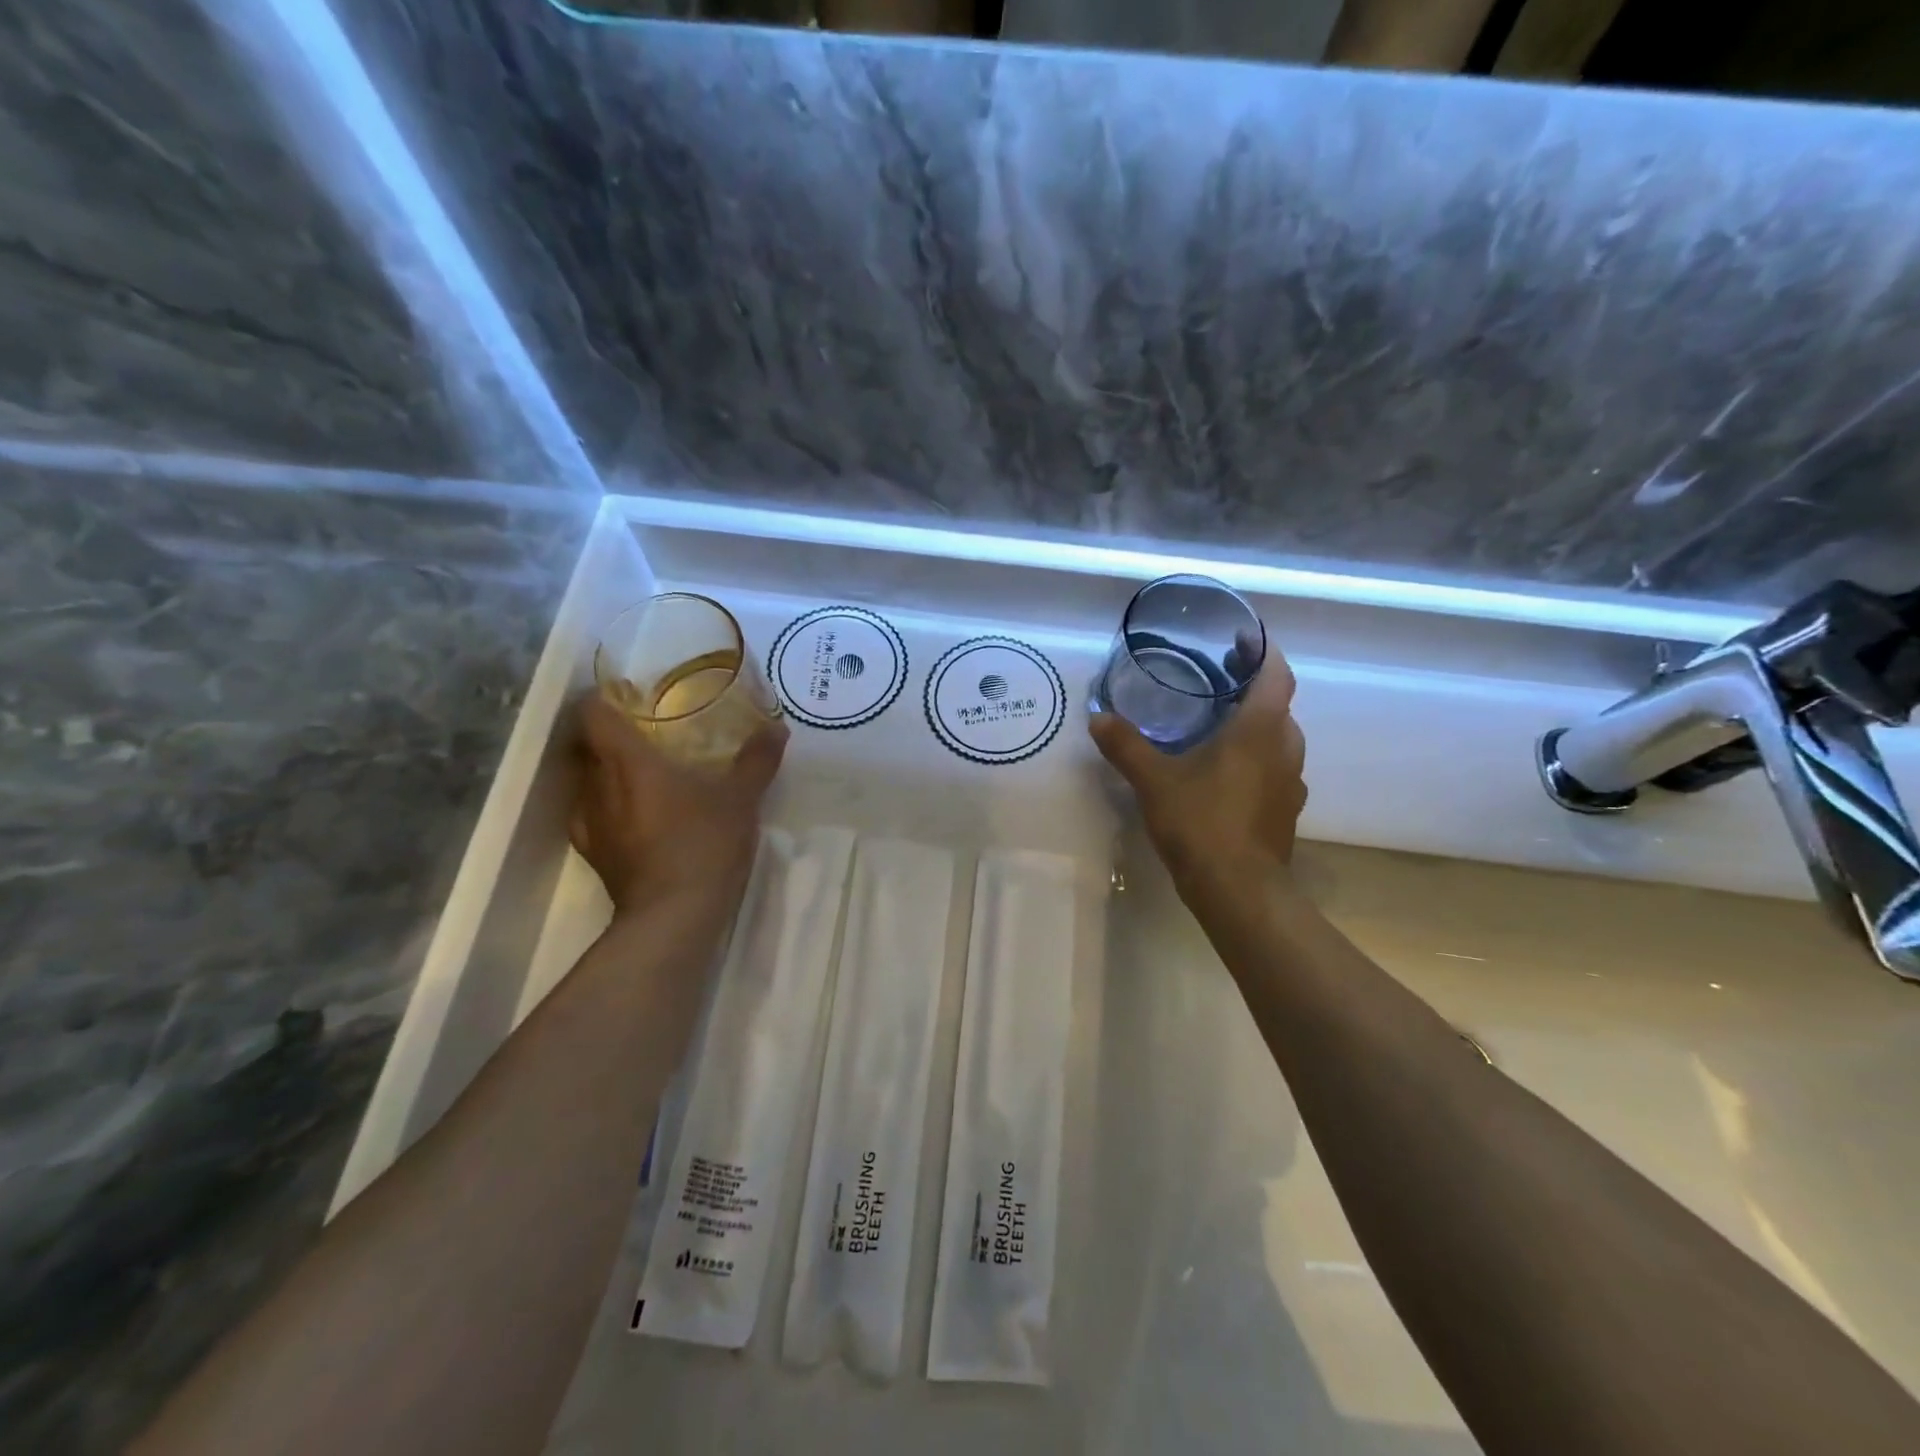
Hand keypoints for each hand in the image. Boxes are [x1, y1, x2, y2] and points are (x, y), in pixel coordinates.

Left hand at [569, 695, 787, 918]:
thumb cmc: (703, 842)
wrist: (673, 916)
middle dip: (608, 736)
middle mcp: (596, 786)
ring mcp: (589, 824)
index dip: (601, 699)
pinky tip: (635, 817)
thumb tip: (776, 727)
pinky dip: (609, 808)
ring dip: (607, 773)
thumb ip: (757, 759)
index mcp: (626, 761)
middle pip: (584, 746)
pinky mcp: (595, 855)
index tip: (626, 696)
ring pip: (586, 783)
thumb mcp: (742, 797)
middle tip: (645, 734)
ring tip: (641, 775)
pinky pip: (592, 816)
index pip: (591, 714)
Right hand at [1088, 644, 1306, 894]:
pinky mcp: (1285, 810)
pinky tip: (1225, 772)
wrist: (1239, 890)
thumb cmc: (1201, 822)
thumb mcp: (1153, 780)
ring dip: (1256, 725)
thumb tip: (1098, 718)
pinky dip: (1256, 758)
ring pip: (1279, 739)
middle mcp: (1284, 749)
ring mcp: (1290, 782)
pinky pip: (1275, 769)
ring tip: (1219, 723)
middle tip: (1218, 680)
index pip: (1276, 675)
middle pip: (1278, 705)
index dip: (1264, 652)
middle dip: (1253, 688)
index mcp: (1259, 730)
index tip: (1243, 638)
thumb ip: (1126, 745)